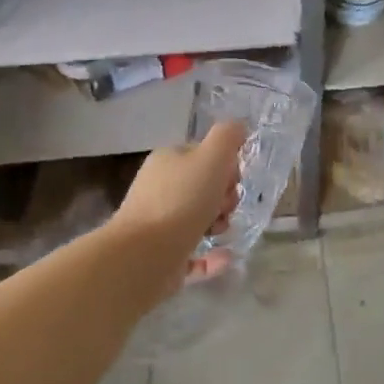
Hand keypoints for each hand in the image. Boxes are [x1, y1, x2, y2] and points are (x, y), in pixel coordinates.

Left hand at [113, 121, 246, 282]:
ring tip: (220, 231)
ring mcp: (158, 225)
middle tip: (226, 207)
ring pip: (200, 220)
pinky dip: (212, 257)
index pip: (204, 155)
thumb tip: (238, 126)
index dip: (226, 166)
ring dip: (220, 225)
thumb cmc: (181, 201)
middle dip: (224, 197)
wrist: (145, 255)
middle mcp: (160, 189)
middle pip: (204, 188)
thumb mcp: (212, 157)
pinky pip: (195, 255)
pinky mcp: (162, 257)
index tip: (234, 179)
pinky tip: (226, 257)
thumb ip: (227, 137)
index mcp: (168, 161)